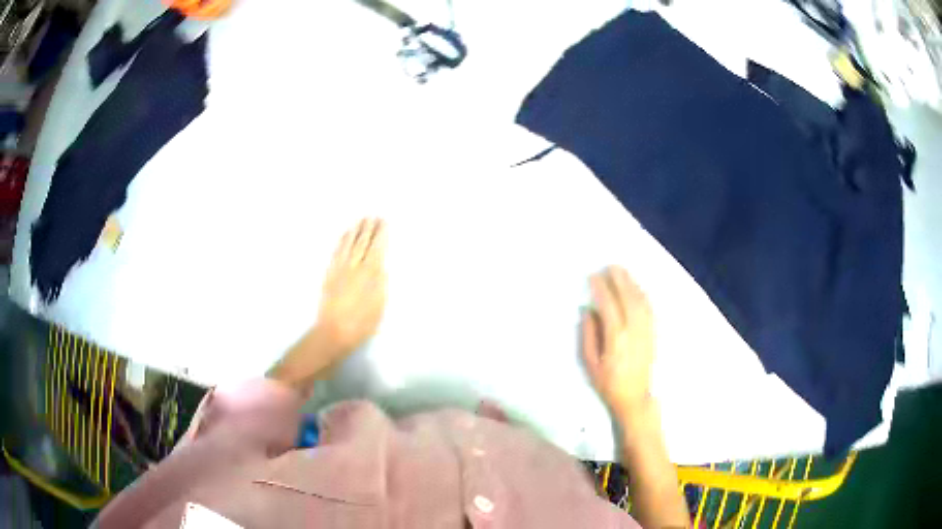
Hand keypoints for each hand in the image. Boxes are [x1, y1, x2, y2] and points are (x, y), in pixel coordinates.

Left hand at [315, 218, 387, 356]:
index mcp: (370, 274)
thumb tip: (382, 266)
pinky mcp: (329, 273)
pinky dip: (341, 241)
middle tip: (373, 215)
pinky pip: (336, 251)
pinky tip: (345, 235)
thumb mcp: (380, 306)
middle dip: (369, 228)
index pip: (377, 248)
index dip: (381, 234)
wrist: (334, 331)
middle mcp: (355, 266)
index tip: (384, 222)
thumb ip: (381, 284)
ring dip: (355, 230)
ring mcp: (340, 268)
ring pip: (348, 244)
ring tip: (360, 219)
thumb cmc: (362, 323)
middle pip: (363, 242)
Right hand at [581, 266, 654, 419]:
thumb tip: (588, 311)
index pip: (609, 305)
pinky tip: (637, 287)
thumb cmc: (608, 383)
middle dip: (619, 279)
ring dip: (632, 283)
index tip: (593, 276)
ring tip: (622, 271)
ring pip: (640, 300)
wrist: (635, 397)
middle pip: (627, 298)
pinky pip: (649, 308)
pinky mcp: (653, 333)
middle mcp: (634, 330)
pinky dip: (642, 294)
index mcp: (616, 338)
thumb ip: (589, 335)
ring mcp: (646, 330)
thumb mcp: (590, 363)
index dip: (601, 289)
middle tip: (610, 266)